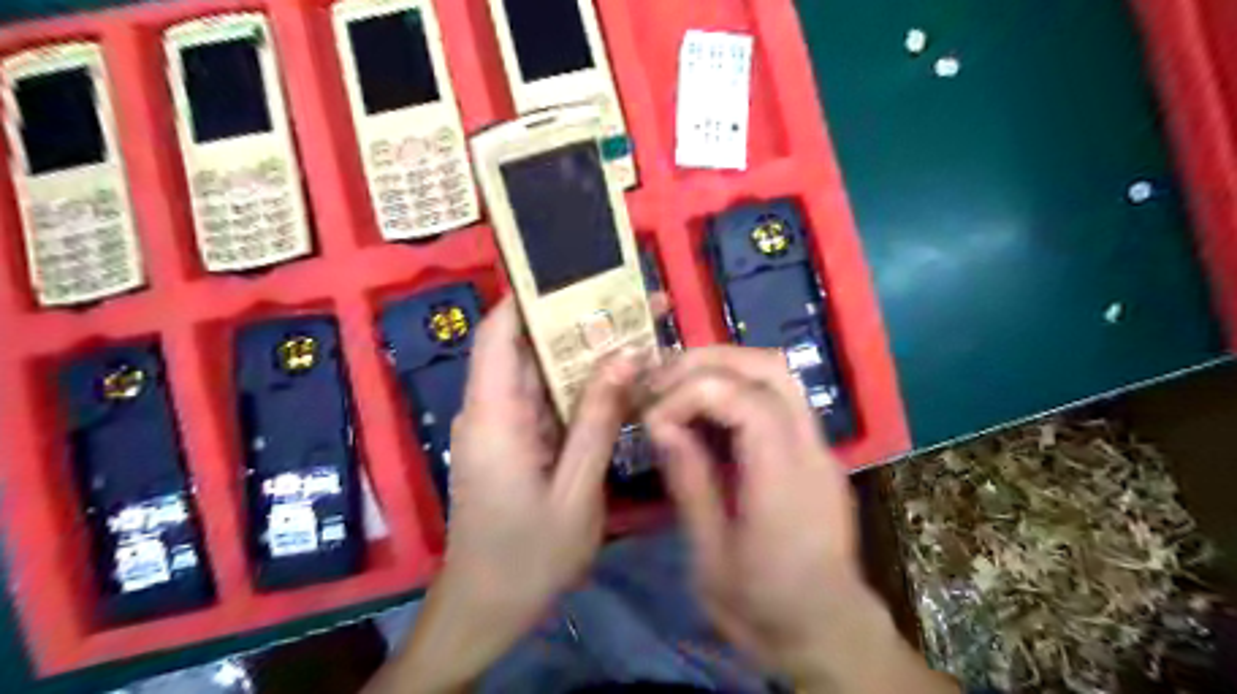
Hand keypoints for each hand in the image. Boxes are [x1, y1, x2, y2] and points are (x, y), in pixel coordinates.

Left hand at [444, 296, 637, 632]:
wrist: (486, 610)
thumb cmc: (528, 557)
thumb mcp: (576, 491)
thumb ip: (598, 421)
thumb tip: (624, 356)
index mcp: (494, 417)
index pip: (498, 334)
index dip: (530, 297)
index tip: (576, 274)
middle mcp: (490, 411)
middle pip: (527, 349)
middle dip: (577, 323)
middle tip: (633, 304)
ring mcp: (501, 428)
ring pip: (541, 375)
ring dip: (585, 356)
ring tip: (637, 335)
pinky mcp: (513, 444)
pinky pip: (547, 404)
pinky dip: (580, 391)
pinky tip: (619, 384)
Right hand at [644, 347, 960, 692]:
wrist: (828, 632)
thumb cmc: (764, 607)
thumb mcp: (711, 557)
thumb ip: (690, 483)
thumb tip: (662, 425)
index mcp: (785, 483)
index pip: (747, 401)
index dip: (692, 394)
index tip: (654, 419)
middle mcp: (811, 451)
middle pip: (770, 369)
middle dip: (707, 362)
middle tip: (660, 380)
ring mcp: (819, 446)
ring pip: (778, 373)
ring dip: (723, 366)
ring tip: (677, 384)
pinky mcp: (815, 449)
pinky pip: (778, 395)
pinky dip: (736, 385)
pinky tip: (705, 407)